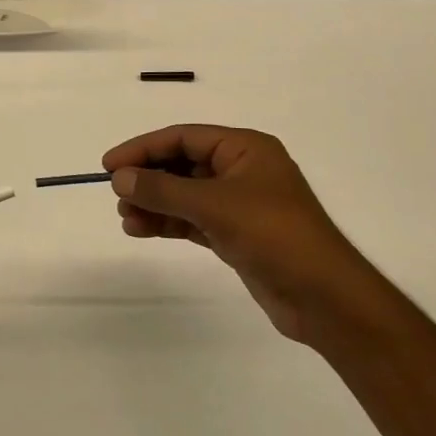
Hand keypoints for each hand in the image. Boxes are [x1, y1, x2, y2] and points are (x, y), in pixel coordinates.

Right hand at [104, 125, 384, 346]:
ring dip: (154, 203)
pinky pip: (193, 219)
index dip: (143, 148)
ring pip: (185, 194)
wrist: (325, 298)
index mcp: (245, 148)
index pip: (183, 137)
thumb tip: (119, 178)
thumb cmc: (273, 235)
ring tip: (125, 218)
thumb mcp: (213, 205)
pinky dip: (168, 222)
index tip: (110, 165)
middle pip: (182, 164)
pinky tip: (142, 229)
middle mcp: (242, 170)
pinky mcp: (237, 235)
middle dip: (148, 179)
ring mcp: (240, 204)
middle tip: (116, 194)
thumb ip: (162, 190)